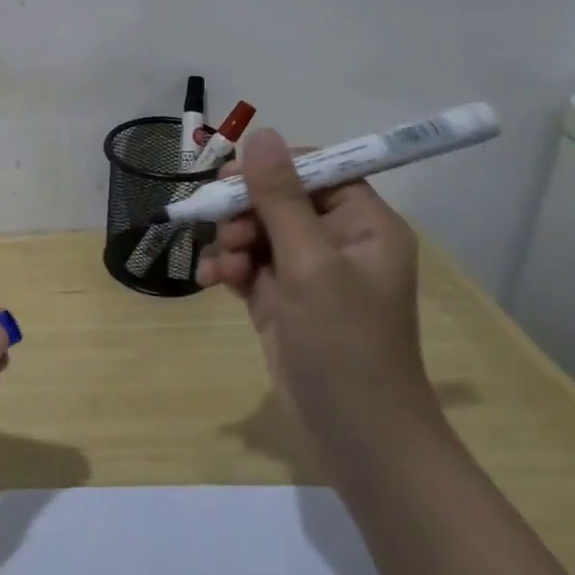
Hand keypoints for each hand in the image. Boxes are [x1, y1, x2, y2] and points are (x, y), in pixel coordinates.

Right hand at [197, 128, 434, 462]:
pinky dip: (227, 267)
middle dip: (244, 211)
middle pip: (279, 198)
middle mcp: (337, 241)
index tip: (231, 178)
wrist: (356, 440)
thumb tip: (261, 134)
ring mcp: (308, 273)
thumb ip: (279, 197)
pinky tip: (211, 280)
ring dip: (231, 241)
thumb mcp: (308, 264)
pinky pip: (248, 264)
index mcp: (364, 225)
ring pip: (256, 230)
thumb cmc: (344, 344)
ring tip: (223, 267)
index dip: (273, 167)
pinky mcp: (282, 299)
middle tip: (222, 227)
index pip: (317, 169)